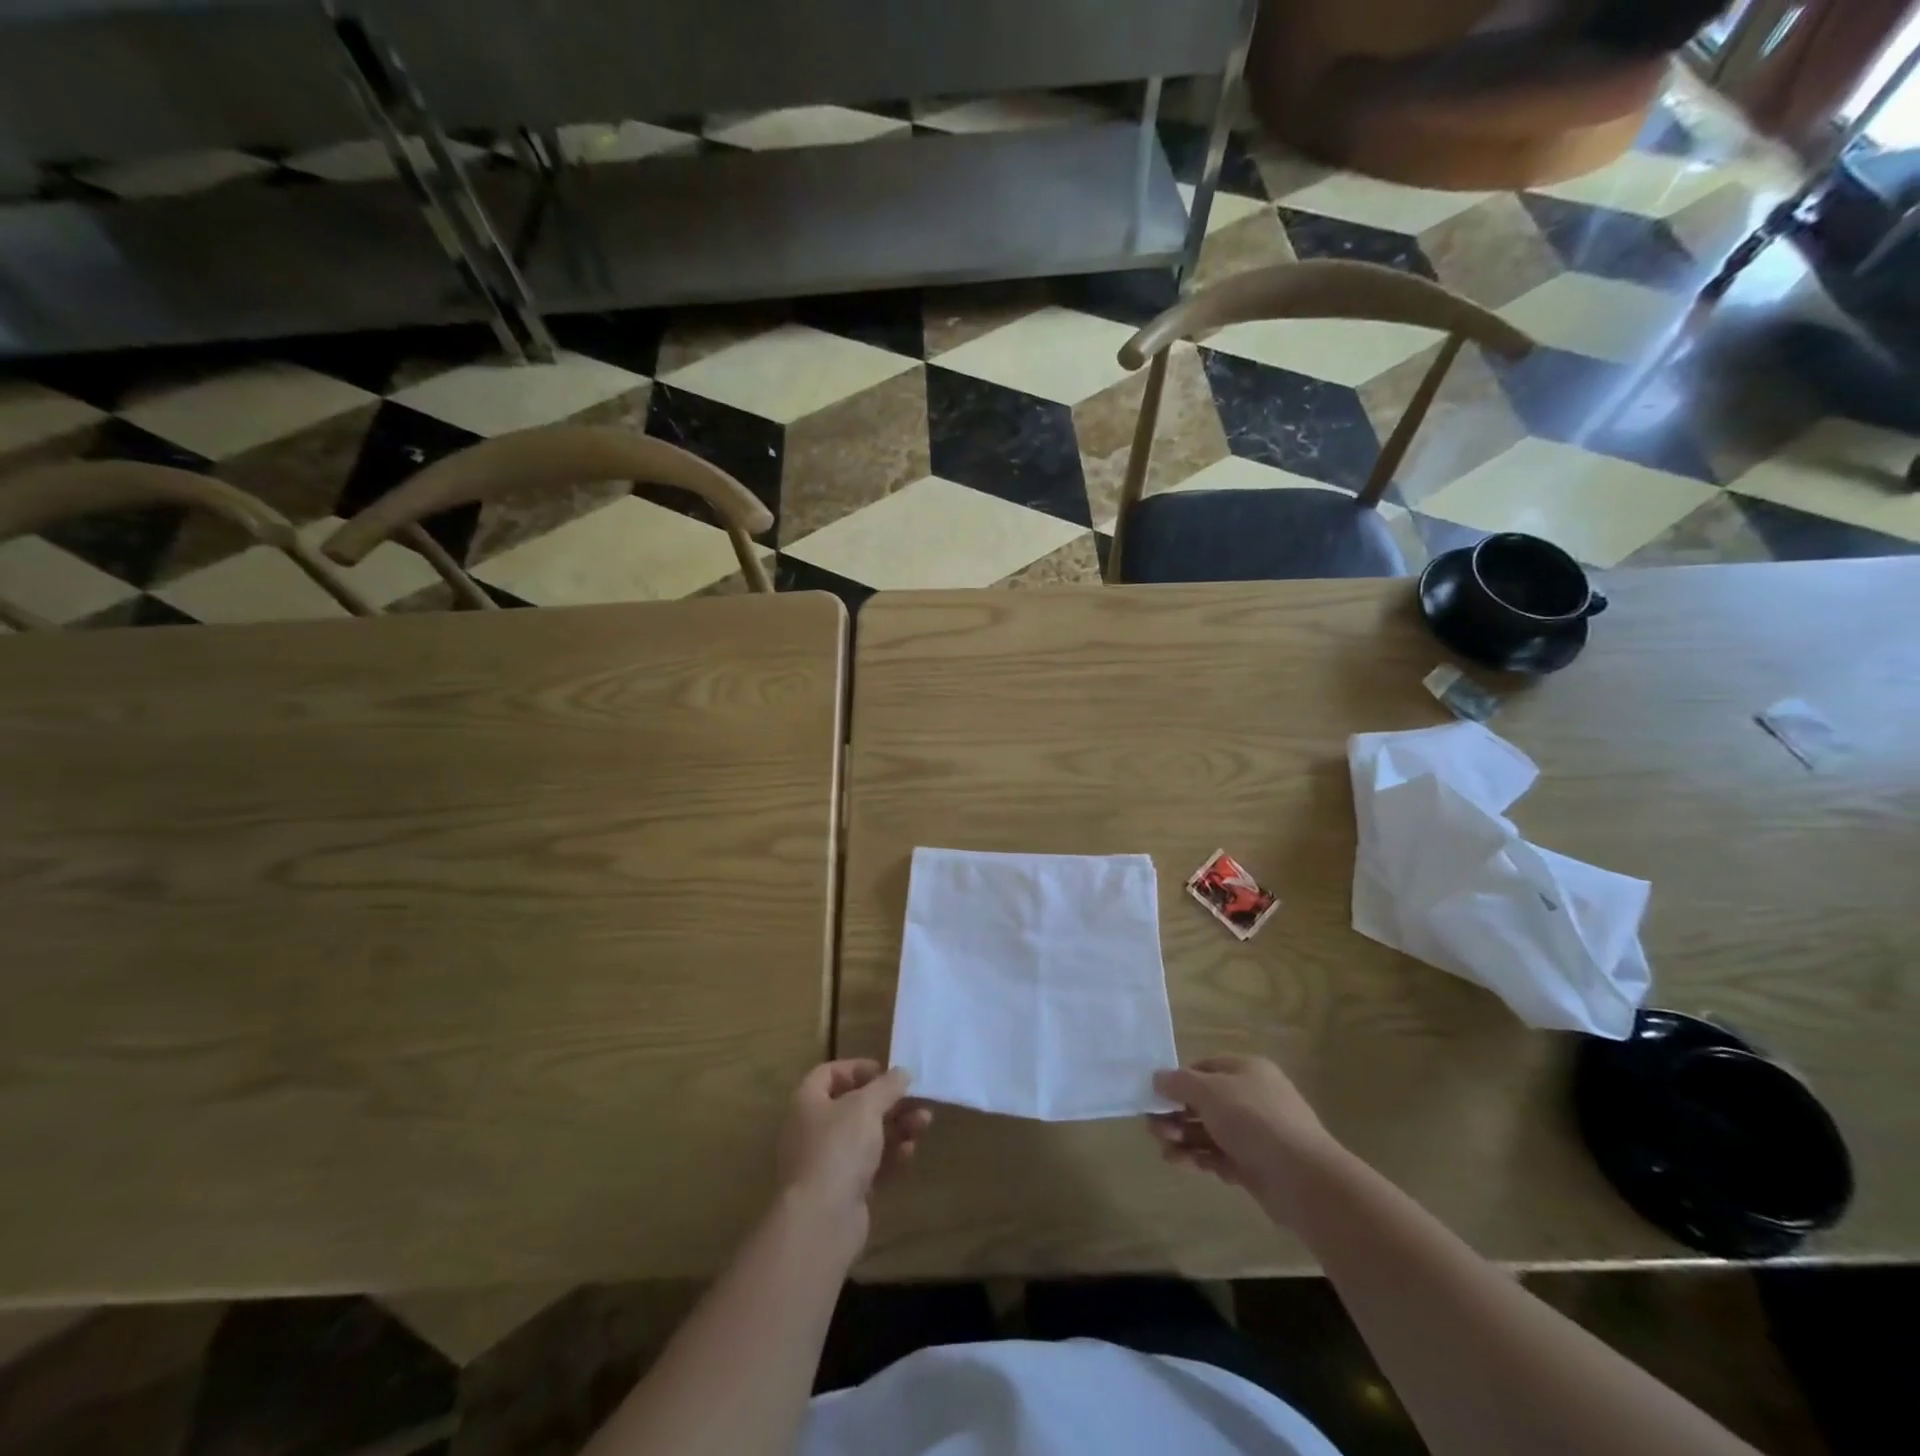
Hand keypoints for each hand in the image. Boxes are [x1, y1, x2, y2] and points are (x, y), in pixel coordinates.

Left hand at [777, 1060, 931, 1224]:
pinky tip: (910, 1152)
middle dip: (888, 1102)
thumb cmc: (838, 1148)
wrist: (821, 1221)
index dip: (858, 1069)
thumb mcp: (866, 1106)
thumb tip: (902, 1072)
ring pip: (866, 1137)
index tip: (886, 1072)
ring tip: (924, 1123)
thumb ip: (887, 1085)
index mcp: (808, 1102)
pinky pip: (870, 1165)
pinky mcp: (843, 1191)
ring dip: (896, 1127)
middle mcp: (813, 1129)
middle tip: (917, 1099)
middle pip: (854, 1106)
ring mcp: (828, 1162)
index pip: (829, 1073)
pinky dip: (891, 1156)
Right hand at [1148, 1055, 1338, 1217]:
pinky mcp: (1256, 1166)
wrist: (1302, 1178)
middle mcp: (1252, 1097)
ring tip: (1165, 1151)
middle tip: (1155, 1129)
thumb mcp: (1208, 1091)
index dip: (1178, 1081)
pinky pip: (1220, 1156)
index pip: (1204, 1068)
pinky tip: (1181, 1163)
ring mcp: (1256, 1134)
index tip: (1156, 1097)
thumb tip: (1157, 1078)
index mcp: (1246, 1070)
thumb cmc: (1253, 1120)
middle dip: (1176, 1115)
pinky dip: (1200, 1158)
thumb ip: (1178, 1082)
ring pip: (1210, 1131)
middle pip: (1204, 1102)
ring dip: (1184, 1138)